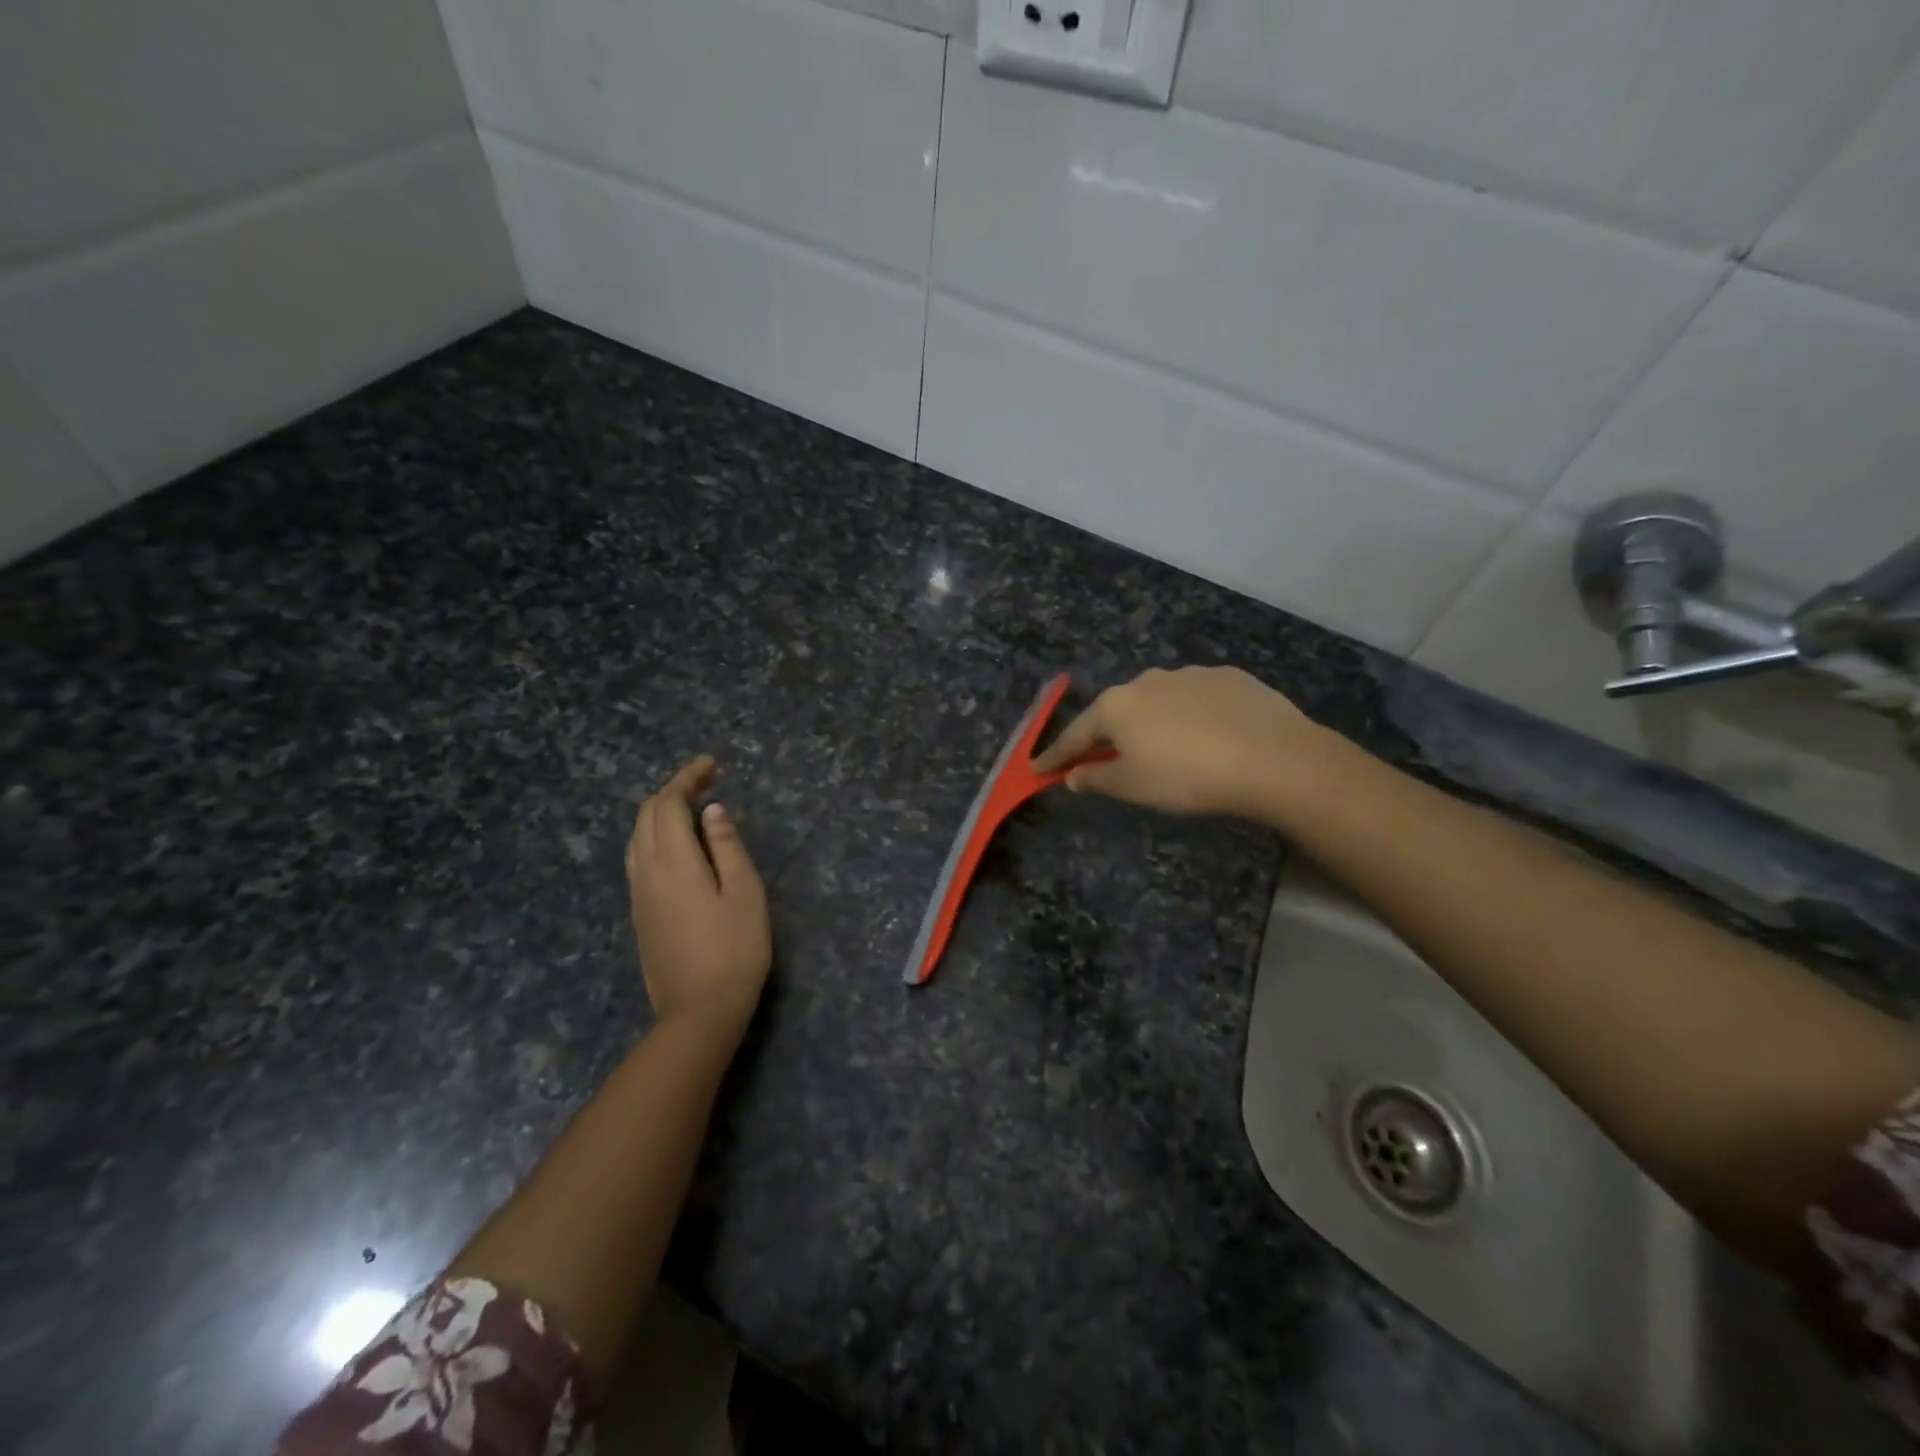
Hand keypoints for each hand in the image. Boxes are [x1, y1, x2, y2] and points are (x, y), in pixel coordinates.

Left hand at [626, 756, 771, 1040]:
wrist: (698, 1013)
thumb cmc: (734, 951)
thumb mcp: (745, 894)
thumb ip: (727, 847)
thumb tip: (713, 811)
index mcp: (673, 862)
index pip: (669, 804)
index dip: (687, 777)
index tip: (712, 764)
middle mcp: (646, 872)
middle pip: (647, 815)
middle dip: (673, 790)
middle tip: (707, 781)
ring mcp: (638, 895)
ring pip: (637, 837)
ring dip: (660, 812)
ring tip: (692, 807)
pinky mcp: (639, 914)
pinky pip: (637, 858)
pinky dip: (655, 836)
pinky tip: (678, 845)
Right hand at [1032, 666, 1333, 819]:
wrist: (1272, 758)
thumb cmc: (1187, 777)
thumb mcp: (1133, 787)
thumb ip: (1097, 779)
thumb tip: (1073, 776)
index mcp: (1117, 706)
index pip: (1076, 735)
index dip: (1056, 756)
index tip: (1037, 769)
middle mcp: (1147, 681)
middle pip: (1117, 713)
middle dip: (1107, 736)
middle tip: (1105, 760)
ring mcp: (1190, 674)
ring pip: (1158, 702)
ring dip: (1152, 723)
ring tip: (1167, 751)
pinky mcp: (1229, 677)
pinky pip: (1196, 699)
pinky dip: (1190, 717)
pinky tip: (1208, 737)